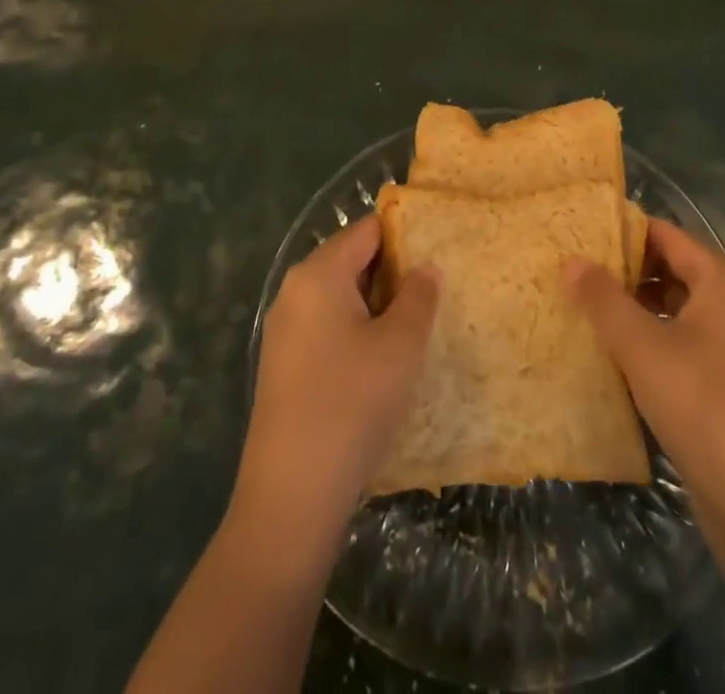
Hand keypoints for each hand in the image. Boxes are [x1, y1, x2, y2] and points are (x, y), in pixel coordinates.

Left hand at [235, 215, 438, 543]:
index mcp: (318, 274)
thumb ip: (419, 295)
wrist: (292, 495)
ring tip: (417, 325)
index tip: (440, 248)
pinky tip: (382, 362)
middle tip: (435, 290)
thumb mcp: (401, 344)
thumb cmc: (353, 403)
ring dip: (377, 306)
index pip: (367, 229)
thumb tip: (424, 267)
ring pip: (340, 298)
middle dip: (393, 272)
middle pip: (351, 260)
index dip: (405, 234)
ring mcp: (284, 331)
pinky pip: (327, 329)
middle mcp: (294, 291)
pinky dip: (356, 332)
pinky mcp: (284, 367)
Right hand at [566, 219, 724, 521]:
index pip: (670, 235)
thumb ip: (603, 299)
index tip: (585, 233)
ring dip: (639, 304)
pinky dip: (654, 336)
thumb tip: (571, 260)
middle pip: (676, 269)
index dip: (628, 230)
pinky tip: (620, 353)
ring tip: (591, 307)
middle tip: (580, 269)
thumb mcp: (642, 346)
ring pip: (680, 308)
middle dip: (629, 268)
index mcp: (723, 285)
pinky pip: (686, 341)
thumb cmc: (701, 405)